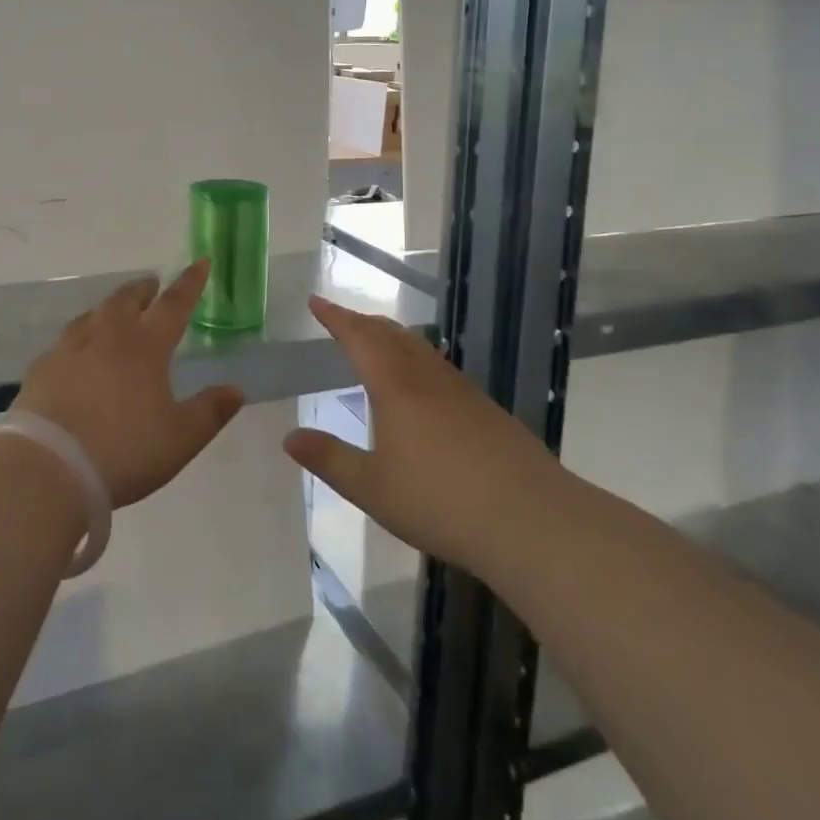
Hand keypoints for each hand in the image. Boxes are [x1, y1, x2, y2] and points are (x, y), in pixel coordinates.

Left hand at [12, 260, 245, 508]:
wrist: (49, 467)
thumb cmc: (125, 450)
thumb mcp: (180, 438)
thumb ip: (209, 411)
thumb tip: (236, 389)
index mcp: (145, 346)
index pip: (174, 304)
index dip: (190, 282)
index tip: (200, 261)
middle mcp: (107, 337)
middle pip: (126, 300)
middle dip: (143, 289)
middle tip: (152, 286)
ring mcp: (69, 350)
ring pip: (92, 315)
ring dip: (109, 308)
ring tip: (115, 313)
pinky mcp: (41, 369)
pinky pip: (64, 342)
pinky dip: (78, 338)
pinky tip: (75, 354)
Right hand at [284, 296, 550, 574]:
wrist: (531, 519)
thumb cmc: (440, 501)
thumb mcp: (371, 487)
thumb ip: (329, 459)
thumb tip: (289, 437)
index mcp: (395, 387)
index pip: (359, 338)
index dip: (336, 317)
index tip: (316, 301)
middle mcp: (428, 378)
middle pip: (391, 335)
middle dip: (362, 322)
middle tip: (341, 319)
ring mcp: (462, 392)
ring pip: (420, 349)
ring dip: (392, 337)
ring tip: (377, 342)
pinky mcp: (487, 411)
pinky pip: (440, 369)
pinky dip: (417, 360)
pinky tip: (422, 386)